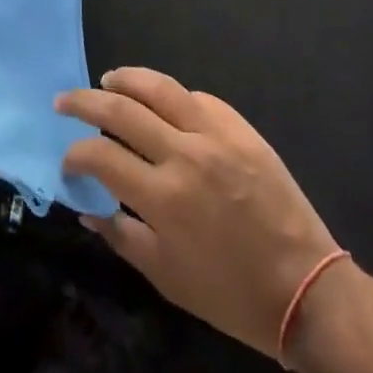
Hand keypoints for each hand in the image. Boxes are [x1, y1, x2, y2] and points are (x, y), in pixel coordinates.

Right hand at [58, 67, 339, 359]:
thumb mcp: (167, 277)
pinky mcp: (242, 129)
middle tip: (65, 102)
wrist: (307, 290)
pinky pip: (199, 98)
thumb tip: (87, 209)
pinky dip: (173, 97)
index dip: (75, 154)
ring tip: (107, 80)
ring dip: (126, 79)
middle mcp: (184, 155)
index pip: (100, 155)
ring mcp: (216, 136)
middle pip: (121, 109)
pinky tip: (163, 103)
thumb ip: (121, 236)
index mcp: (163, 197)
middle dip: (84, 101)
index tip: (68, 162)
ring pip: (160, 87)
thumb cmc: (231, 294)